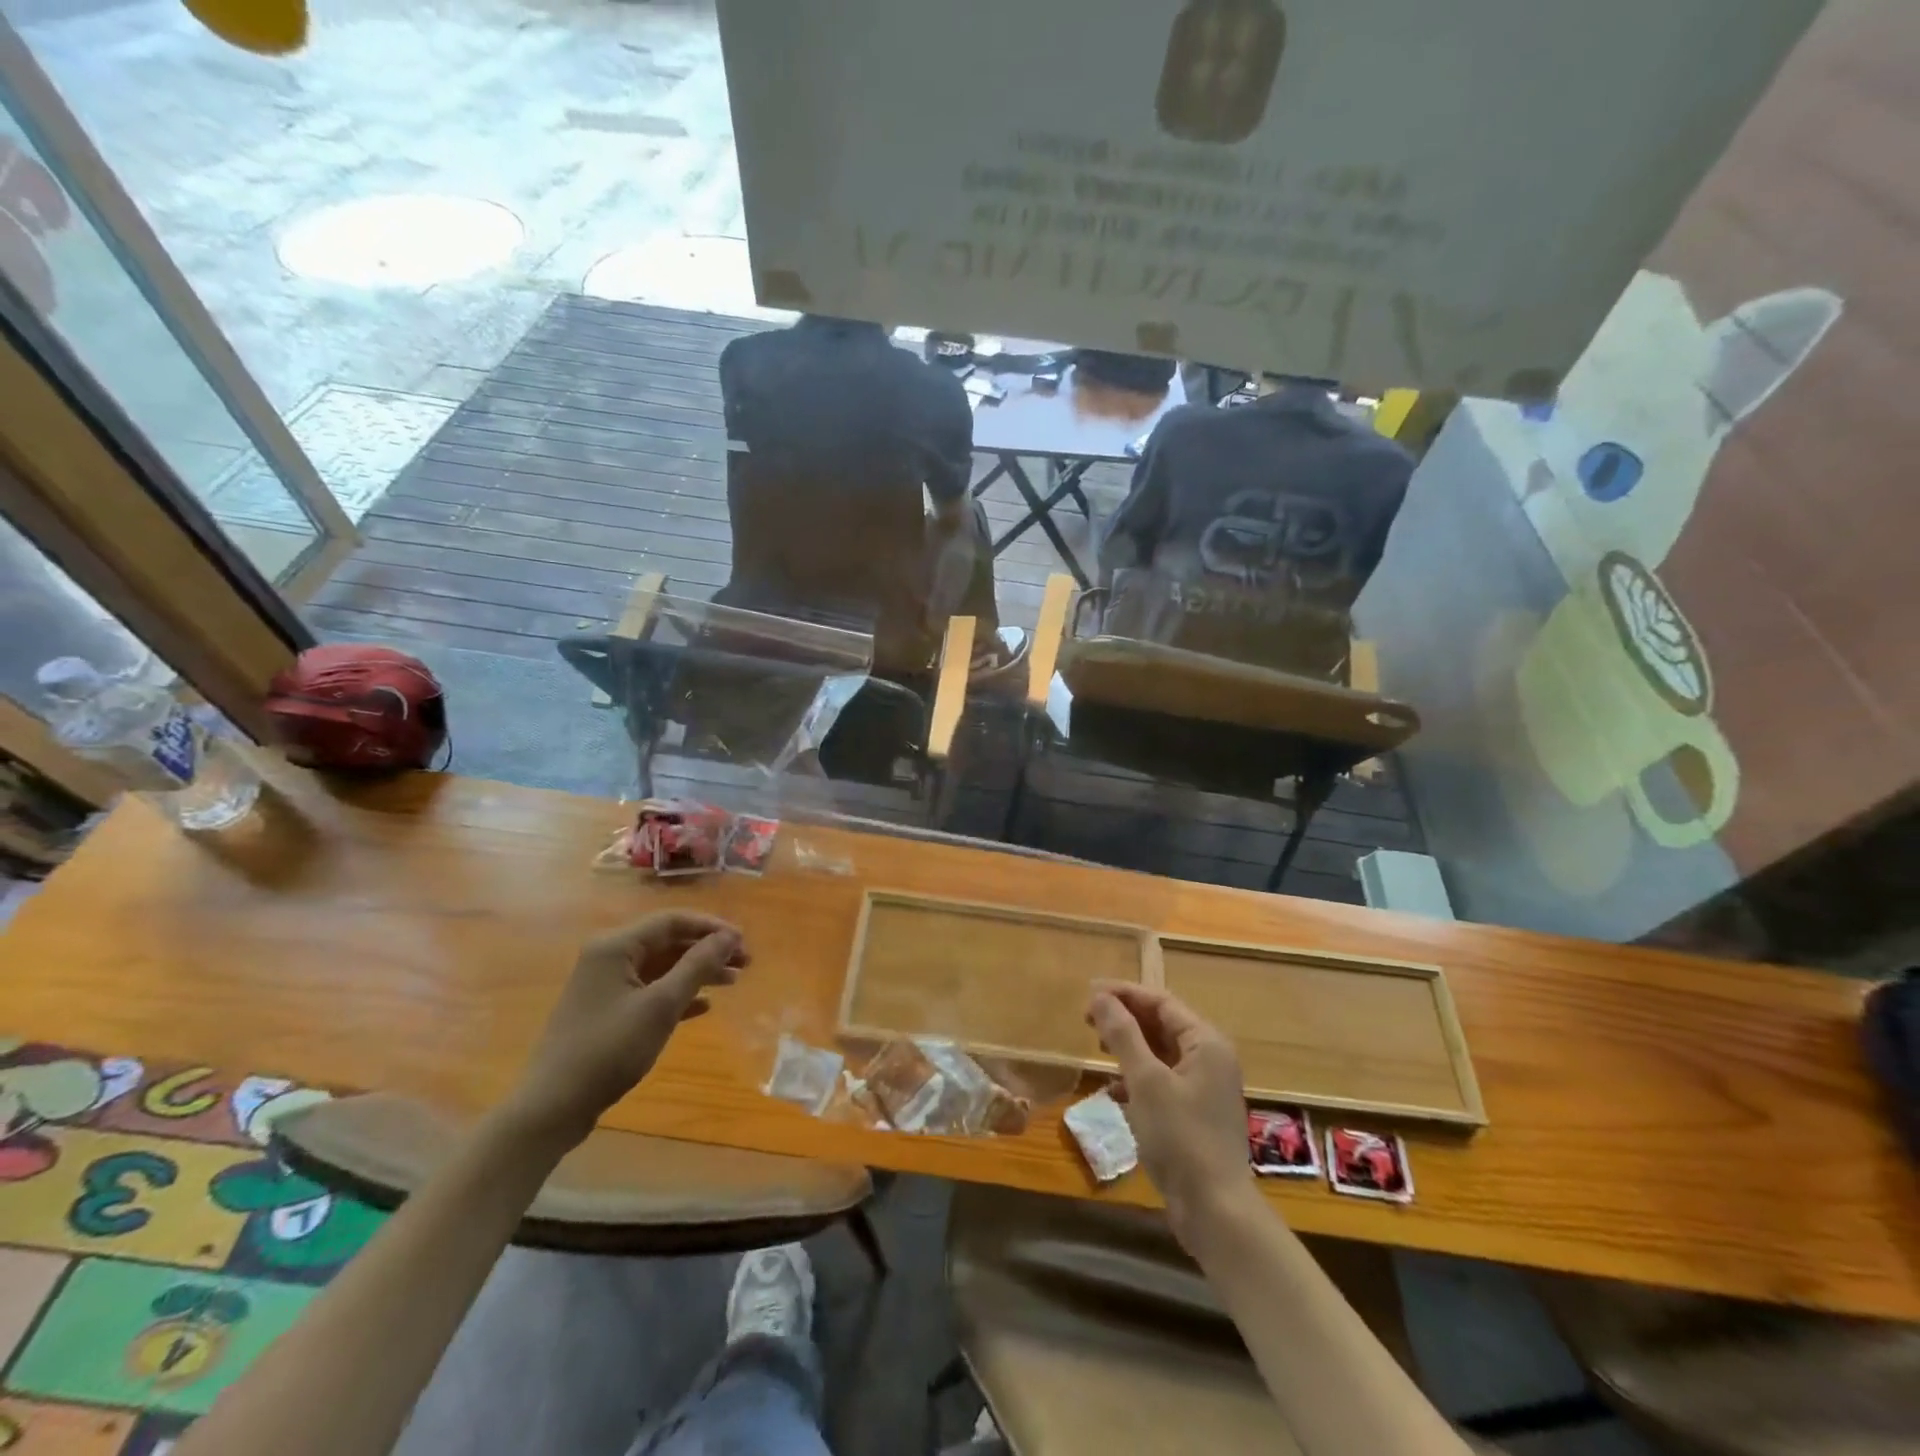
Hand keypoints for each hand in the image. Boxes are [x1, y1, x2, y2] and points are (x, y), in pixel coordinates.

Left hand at [506, 913, 748, 1147]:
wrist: (553, 1107)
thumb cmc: (609, 1049)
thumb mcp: (660, 1006)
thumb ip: (697, 966)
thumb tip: (729, 937)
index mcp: (615, 946)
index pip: (672, 921)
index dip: (711, 927)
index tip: (743, 941)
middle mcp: (608, 957)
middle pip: (667, 942)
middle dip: (707, 950)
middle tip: (745, 962)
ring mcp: (605, 985)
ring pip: (661, 967)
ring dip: (697, 972)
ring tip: (733, 982)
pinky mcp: (606, 1012)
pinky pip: (650, 991)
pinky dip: (677, 994)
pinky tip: (703, 1007)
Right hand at [1087, 983, 1256, 1248]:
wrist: (1215, 1210)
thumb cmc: (1181, 1137)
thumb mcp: (1146, 1081)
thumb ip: (1123, 1034)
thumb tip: (1100, 996)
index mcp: (1206, 1042)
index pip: (1161, 1002)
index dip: (1124, 994)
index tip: (1088, 992)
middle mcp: (1210, 1058)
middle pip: (1162, 1024)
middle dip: (1124, 1019)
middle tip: (1087, 1018)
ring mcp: (1205, 1087)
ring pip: (1161, 1052)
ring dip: (1129, 1046)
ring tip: (1097, 1046)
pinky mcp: (1195, 1113)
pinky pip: (1163, 1080)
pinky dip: (1137, 1078)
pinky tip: (1114, 1090)